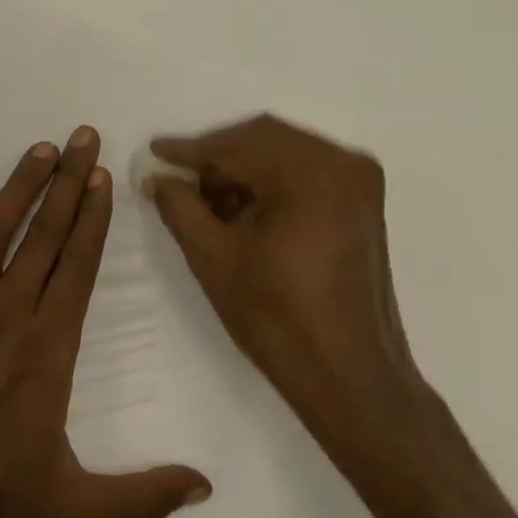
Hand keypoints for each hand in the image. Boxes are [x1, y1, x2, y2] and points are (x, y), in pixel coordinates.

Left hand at [0, 128, 210, 517]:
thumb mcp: (72, 511)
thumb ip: (141, 497)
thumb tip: (206, 487)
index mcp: (47, 348)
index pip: (78, 267)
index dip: (94, 218)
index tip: (105, 177)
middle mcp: (5, 314)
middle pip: (44, 236)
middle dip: (68, 183)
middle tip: (83, 137)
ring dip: (19, 187)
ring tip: (41, 149)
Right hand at [146, 115, 429, 478]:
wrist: (351, 377)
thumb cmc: (279, 319)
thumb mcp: (215, 260)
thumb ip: (181, 208)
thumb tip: (158, 178)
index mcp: (311, 174)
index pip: (238, 145)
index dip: (190, 150)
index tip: (154, 152)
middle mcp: (343, 163)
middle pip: (265, 139)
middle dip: (218, 158)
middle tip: (180, 182)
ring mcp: (360, 182)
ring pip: (285, 153)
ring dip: (244, 169)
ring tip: (208, 203)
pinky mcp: (363, 203)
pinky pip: (307, 172)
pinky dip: (272, 182)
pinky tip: (244, 210)